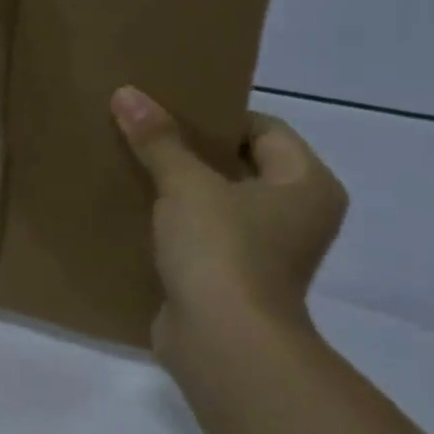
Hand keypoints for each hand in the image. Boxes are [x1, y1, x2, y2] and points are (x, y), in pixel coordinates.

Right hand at [111, 85, 346, 366]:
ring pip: (218, 202)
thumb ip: (158, 140)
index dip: (217, 116)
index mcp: (306, 185)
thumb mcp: (186, 185)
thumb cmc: (222, 250)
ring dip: (179, 188)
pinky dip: (173, 222)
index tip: (168, 109)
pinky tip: (133, 211)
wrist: (223, 341)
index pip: (265, 130)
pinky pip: (201, 235)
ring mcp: (265, 251)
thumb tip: (127, 93)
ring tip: (131, 166)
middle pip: (240, 165)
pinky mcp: (230, 277)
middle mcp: (296, 215)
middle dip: (192, 150)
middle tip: (143, 132)